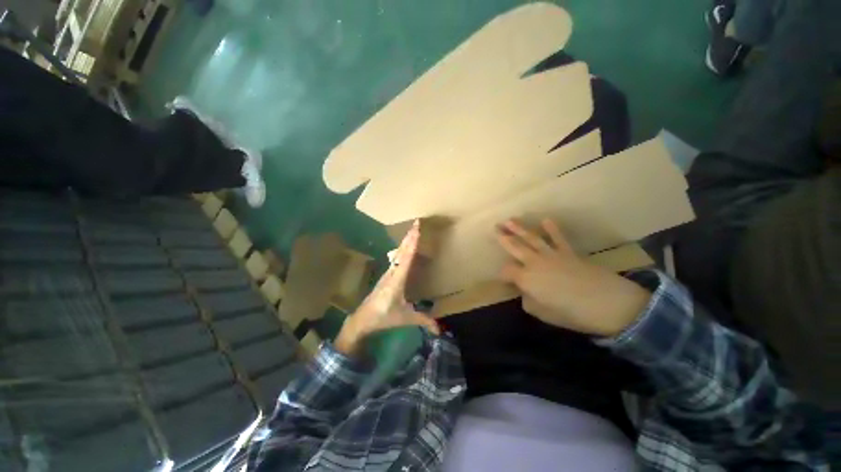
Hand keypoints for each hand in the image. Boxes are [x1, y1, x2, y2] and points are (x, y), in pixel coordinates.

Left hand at [335, 220, 439, 355]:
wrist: (362, 319)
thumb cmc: (383, 317)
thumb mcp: (405, 319)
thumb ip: (423, 321)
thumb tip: (440, 329)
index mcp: (397, 280)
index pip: (407, 258)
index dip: (412, 243)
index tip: (416, 229)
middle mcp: (392, 272)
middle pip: (402, 251)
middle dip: (409, 236)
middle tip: (416, 223)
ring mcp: (389, 273)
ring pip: (398, 253)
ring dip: (406, 241)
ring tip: (412, 231)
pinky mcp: (387, 275)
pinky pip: (396, 258)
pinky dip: (403, 249)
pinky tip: (404, 247)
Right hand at [495, 219, 650, 336]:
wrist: (608, 303)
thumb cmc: (572, 313)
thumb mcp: (543, 314)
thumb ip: (529, 302)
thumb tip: (525, 294)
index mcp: (526, 278)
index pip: (507, 271)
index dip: (502, 273)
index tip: (503, 278)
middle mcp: (534, 262)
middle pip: (515, 247)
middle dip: (503, 237)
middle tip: (495, 227)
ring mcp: (551, 254)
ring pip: (531, 238)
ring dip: (519, 228)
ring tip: (509, 220)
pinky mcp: (568, 252)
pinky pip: (557, 238)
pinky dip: (552, 229)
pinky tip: (546, 220)